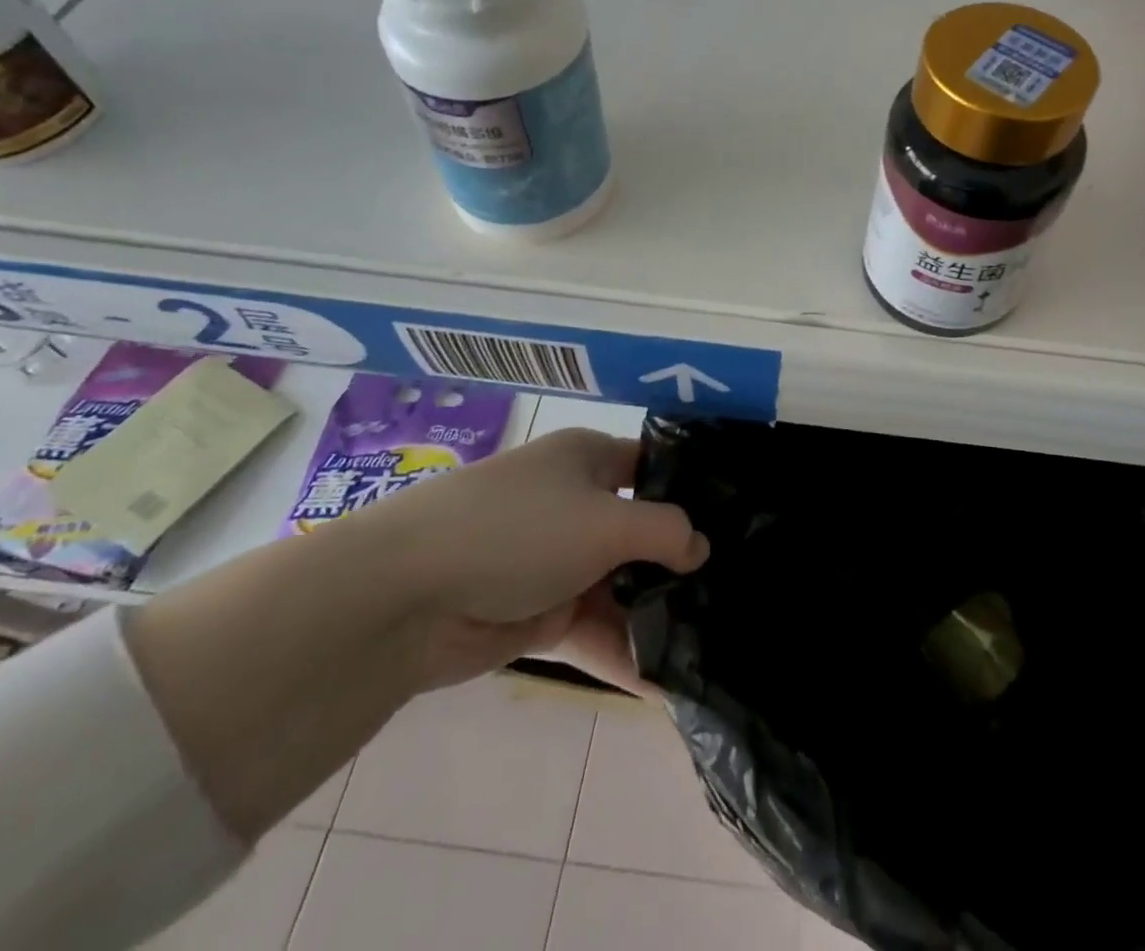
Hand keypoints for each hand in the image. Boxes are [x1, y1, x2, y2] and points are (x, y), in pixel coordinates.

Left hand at [333, 428, 707, 690]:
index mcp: (588, 459)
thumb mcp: (605, 521)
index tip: (737, 523)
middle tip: (735, 592)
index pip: (653, 467)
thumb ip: (664, 532)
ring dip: (654, 615)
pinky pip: (593, 629)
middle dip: (680, 563)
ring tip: (710, 646)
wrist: (406, 596)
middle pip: (641, 531)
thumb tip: (700, 547)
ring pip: (619, 585)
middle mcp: (576, 503)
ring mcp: (556, 560)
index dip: (692, 491)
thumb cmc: (519, 530)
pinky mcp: (538, 612)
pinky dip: (622, 652)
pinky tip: (664, 685)